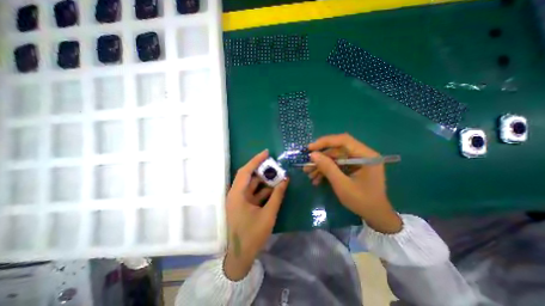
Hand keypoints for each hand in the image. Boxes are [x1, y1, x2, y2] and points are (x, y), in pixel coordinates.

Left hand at [224, 150, 288, 280]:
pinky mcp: (243, 204)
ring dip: (264, 180)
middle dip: (261, 169)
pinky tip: (274, 187)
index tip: (266, 152)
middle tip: (274, 164)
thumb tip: (285, 180)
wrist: (241, 256)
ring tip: (277, 174)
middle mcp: (235, 194)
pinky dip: (263, 190)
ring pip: (252, 184)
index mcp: (237, 195)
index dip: (255, 160)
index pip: (245, 171)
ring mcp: (239, 200)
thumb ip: (277, 196)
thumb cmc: (253, 235)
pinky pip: (253, 193)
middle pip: (248, 176)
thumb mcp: (268, 214)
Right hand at [305, 134, 401, 233]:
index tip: (310, 148)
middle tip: (307, 165)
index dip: (325, 142)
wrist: (375, 215)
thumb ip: (328, 168)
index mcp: (366, 155)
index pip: (343, 140)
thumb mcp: (342, 185)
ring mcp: (358, 161)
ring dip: (322, 165)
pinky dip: (327, 170)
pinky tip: (317, 179)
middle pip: (337, 149)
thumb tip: (312, 154)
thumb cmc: (362, 201)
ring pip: (335, 157)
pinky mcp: (353, 167)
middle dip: (321, 158)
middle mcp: (362, 154)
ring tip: (309, 174)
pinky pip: (337, 164)